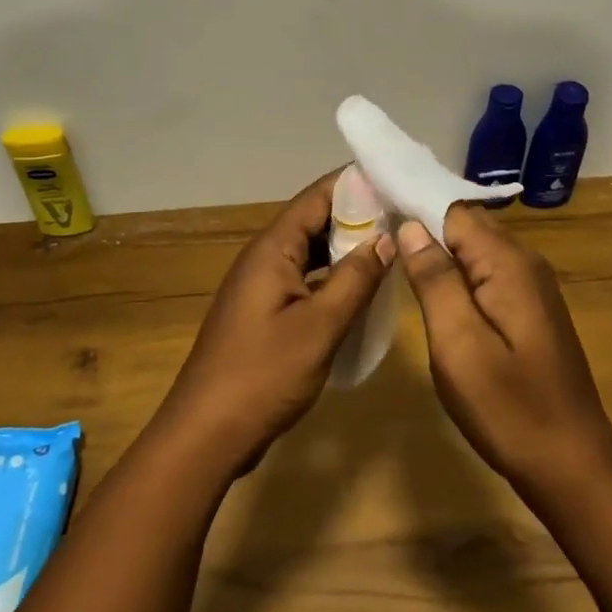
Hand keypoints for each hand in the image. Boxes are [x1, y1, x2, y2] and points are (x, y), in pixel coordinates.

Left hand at [156, 171, 394, 474]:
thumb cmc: (263, 374)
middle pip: (313, 221)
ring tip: (392, 246)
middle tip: (405, 214)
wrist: (207, 432)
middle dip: (356, 215)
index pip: (317, 197)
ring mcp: (261, 286)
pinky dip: (331, 278)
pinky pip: (303, 280)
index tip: (396, 179)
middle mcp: (264, 257)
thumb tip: (386, 237)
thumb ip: (355, 279)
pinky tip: (360, 289)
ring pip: (309, 253)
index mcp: (272, 249)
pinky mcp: (264, 313)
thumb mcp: (319, 326)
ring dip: (345, 248)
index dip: (355, 184)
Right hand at [398, 204, 611, 487]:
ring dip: (438, 252)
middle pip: (466, 225)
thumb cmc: (509, 408)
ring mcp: (530, 287)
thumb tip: (411, 227)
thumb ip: (435, 280)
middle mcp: (524, 263)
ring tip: (394, 260)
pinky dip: (456, 275)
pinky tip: (431, 292)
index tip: (373, 212)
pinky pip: (485, 274)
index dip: (413, 208)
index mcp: (508, 263)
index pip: (453, 210)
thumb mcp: (459, 345)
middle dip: (423, 227)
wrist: (572, 465)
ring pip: (475, 250)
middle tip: (375, 239)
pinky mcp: (529, 310)